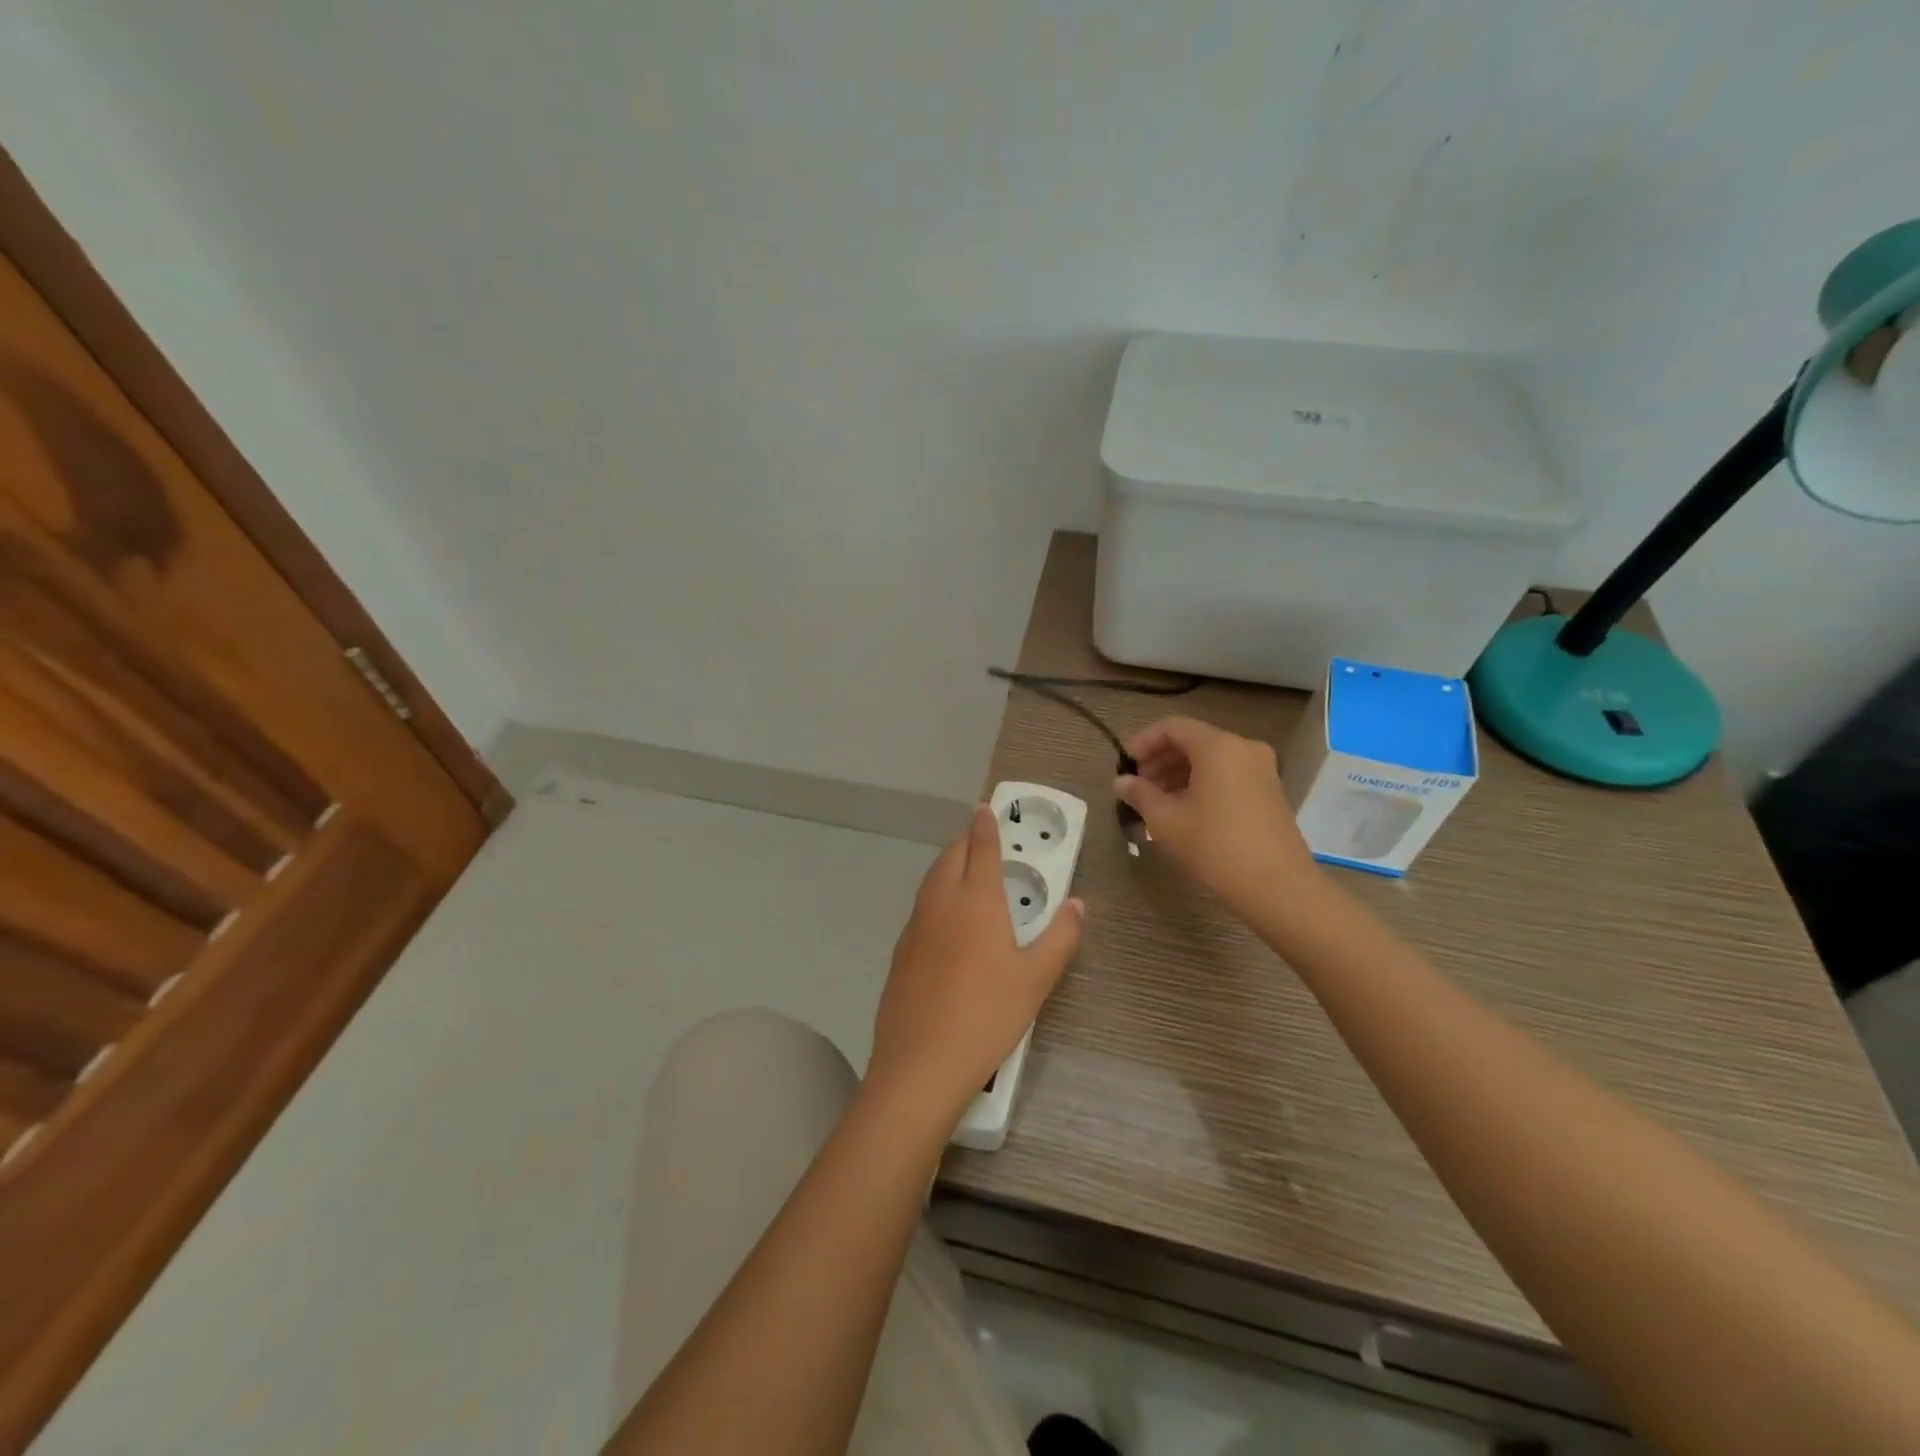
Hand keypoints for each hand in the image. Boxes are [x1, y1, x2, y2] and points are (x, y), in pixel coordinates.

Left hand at [867, 805, 1084, 1124]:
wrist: (921, 1063)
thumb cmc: (987, 1015)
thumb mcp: (1036, 979)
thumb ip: (1060, 937)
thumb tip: (1077, 904)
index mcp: (976, 900)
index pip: (980, 848)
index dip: (985, 825)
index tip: (986, 808)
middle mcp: (941, 903)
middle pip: (950, 857)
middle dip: (966, 841)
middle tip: (982, 840)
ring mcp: (915, 927)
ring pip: (931, 880)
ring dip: (948, 866)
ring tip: (966, 873)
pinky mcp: (901, 952)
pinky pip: (922, 908)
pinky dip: (936, 896)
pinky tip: (947, 922)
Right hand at [1115, 716, 1319, 920]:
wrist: (1278, 887)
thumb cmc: (1214, 846)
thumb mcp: (1166, 820)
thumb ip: (1140, 794)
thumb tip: (1122, 782)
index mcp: (1218, 746)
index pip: (1172, 727)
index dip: (1143, 742)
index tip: (1125, 767)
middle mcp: (1244, 748)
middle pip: (1193, 741)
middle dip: (1161, 760)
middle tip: (1138, 787)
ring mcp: (1262, 770)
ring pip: (1211, 760)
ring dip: (1180, 774)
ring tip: (1157, 803)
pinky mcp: (1271, 793)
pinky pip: (1228, 776)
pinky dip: (1202, 785)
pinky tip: (1185, 812)